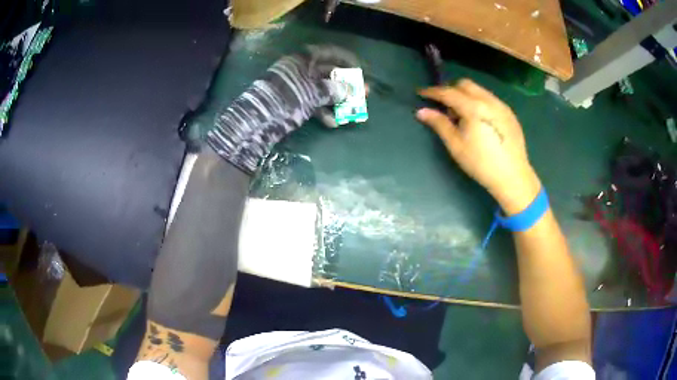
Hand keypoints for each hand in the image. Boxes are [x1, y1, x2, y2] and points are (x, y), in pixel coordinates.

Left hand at [207, 45, 359, 173]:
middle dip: (345, 85)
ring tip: (351, 112)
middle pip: (327, 73)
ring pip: (321, 90)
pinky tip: (332, 123)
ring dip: (337, 101)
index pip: (328, 52)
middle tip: (362, 95)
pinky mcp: (291, 103)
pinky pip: (312, 103)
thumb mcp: (312, 93)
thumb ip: (334, 90)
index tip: (360, 68)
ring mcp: (295, 87)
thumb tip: (352, 90)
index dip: (345, 59)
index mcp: (302, 60)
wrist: (255, 123)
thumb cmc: (285, 100)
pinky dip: (322, 111)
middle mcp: (299, 70)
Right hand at [416, 79, 539, 214]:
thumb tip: (422, 112)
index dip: (433, 92)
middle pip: (465, 85)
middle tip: (444, 107)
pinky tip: (479, 121)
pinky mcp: (509, 113)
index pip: (449, 92)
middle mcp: (489, 101)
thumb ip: (440, 124)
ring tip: (462, 116)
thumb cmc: (481, 163)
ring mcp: (502, 106)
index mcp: (474, 108)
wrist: (513, 177)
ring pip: (479, 90)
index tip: (421, 93)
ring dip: (466, 95)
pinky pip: (490, 99)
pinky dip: (479, 102)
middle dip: (451, 90)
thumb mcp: (456, 145)